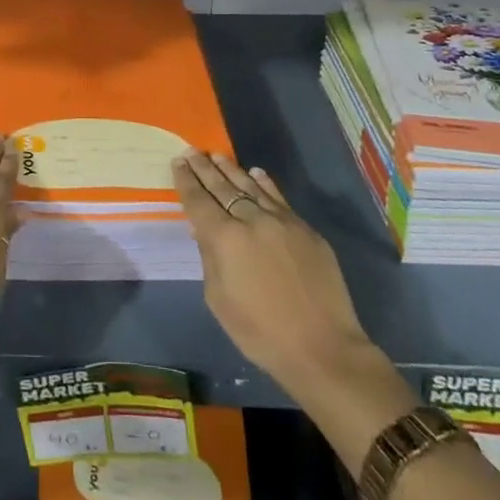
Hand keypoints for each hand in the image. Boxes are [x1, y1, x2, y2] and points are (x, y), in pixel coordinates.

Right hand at [174, 150, 383, 402]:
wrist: (322, 348)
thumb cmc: (260, 332)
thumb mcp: (219, 300)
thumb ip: (209, 258)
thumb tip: (204, 231)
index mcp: (225, 239)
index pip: (199, 201)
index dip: (186, 181)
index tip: (178, 162)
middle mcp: (252, 220)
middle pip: (223, 187)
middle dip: (204, 169)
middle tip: (192, 151)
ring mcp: (282, 222)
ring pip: (251, 187)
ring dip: (231, 170)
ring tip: (217, 155)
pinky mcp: (306, 230)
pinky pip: (279, 199)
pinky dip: (265, 184)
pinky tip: (256, 173)